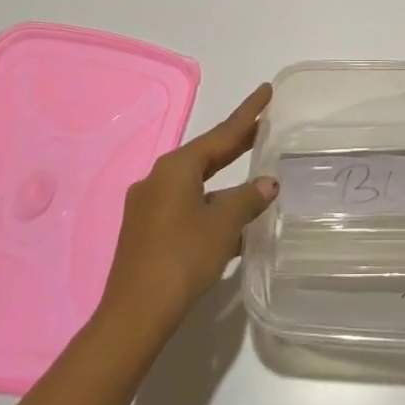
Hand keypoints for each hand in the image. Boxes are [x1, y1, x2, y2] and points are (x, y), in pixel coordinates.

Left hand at [95, 84, 277, 342]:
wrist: (135, 314)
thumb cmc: (182, 258)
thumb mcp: (223, 225)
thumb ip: (248, 199)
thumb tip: (269, 183)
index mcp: (176, 168)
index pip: (221, 133)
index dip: (248, 113)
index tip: (266, 90)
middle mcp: (159, 179)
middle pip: (207, 154)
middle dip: (236, 142)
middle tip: (264, 124)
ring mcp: (150, 205)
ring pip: (197, 181)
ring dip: (226, 178)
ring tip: (255, 172)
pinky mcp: (148, 230)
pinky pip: (188, 204)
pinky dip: (212, 203)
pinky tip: (232, 218)